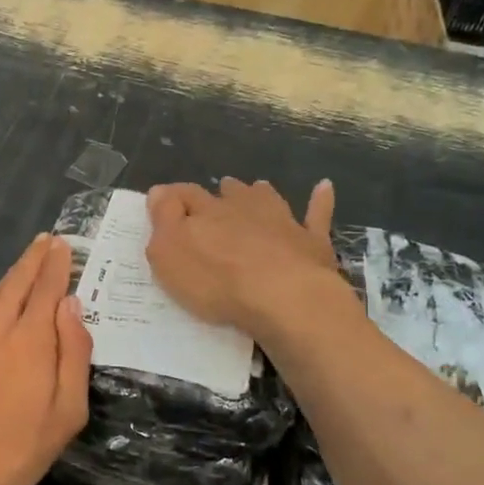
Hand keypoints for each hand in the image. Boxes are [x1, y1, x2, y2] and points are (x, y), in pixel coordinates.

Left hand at [0, 234, 91, 484]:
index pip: (46, 289)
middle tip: (46, 240)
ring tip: (25, 265)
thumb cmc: (16, 451)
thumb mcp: (65, 413)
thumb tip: (72, 308)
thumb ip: (73, 355)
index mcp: (29, 340)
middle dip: (32, 260)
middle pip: (15, 284)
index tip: (63, 244)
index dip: (56, 265)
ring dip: (11, 276)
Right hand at [145, 178, 343, 335]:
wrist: (284, 297)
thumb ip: (163, 219)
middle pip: (229, 193)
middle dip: (221, 193)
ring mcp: (281, 220)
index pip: (184, 195)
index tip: (165, 201)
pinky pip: (316, 213)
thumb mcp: (169, 254)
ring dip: (259, 192)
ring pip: (267, 197)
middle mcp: (243, 208)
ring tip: (256, 188)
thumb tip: (159, 191)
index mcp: (206, 212)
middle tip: (217, 196)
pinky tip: (324, 187)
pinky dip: (319, 199)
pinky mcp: (312, 240)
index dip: (173, 198)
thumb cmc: (217, 281)